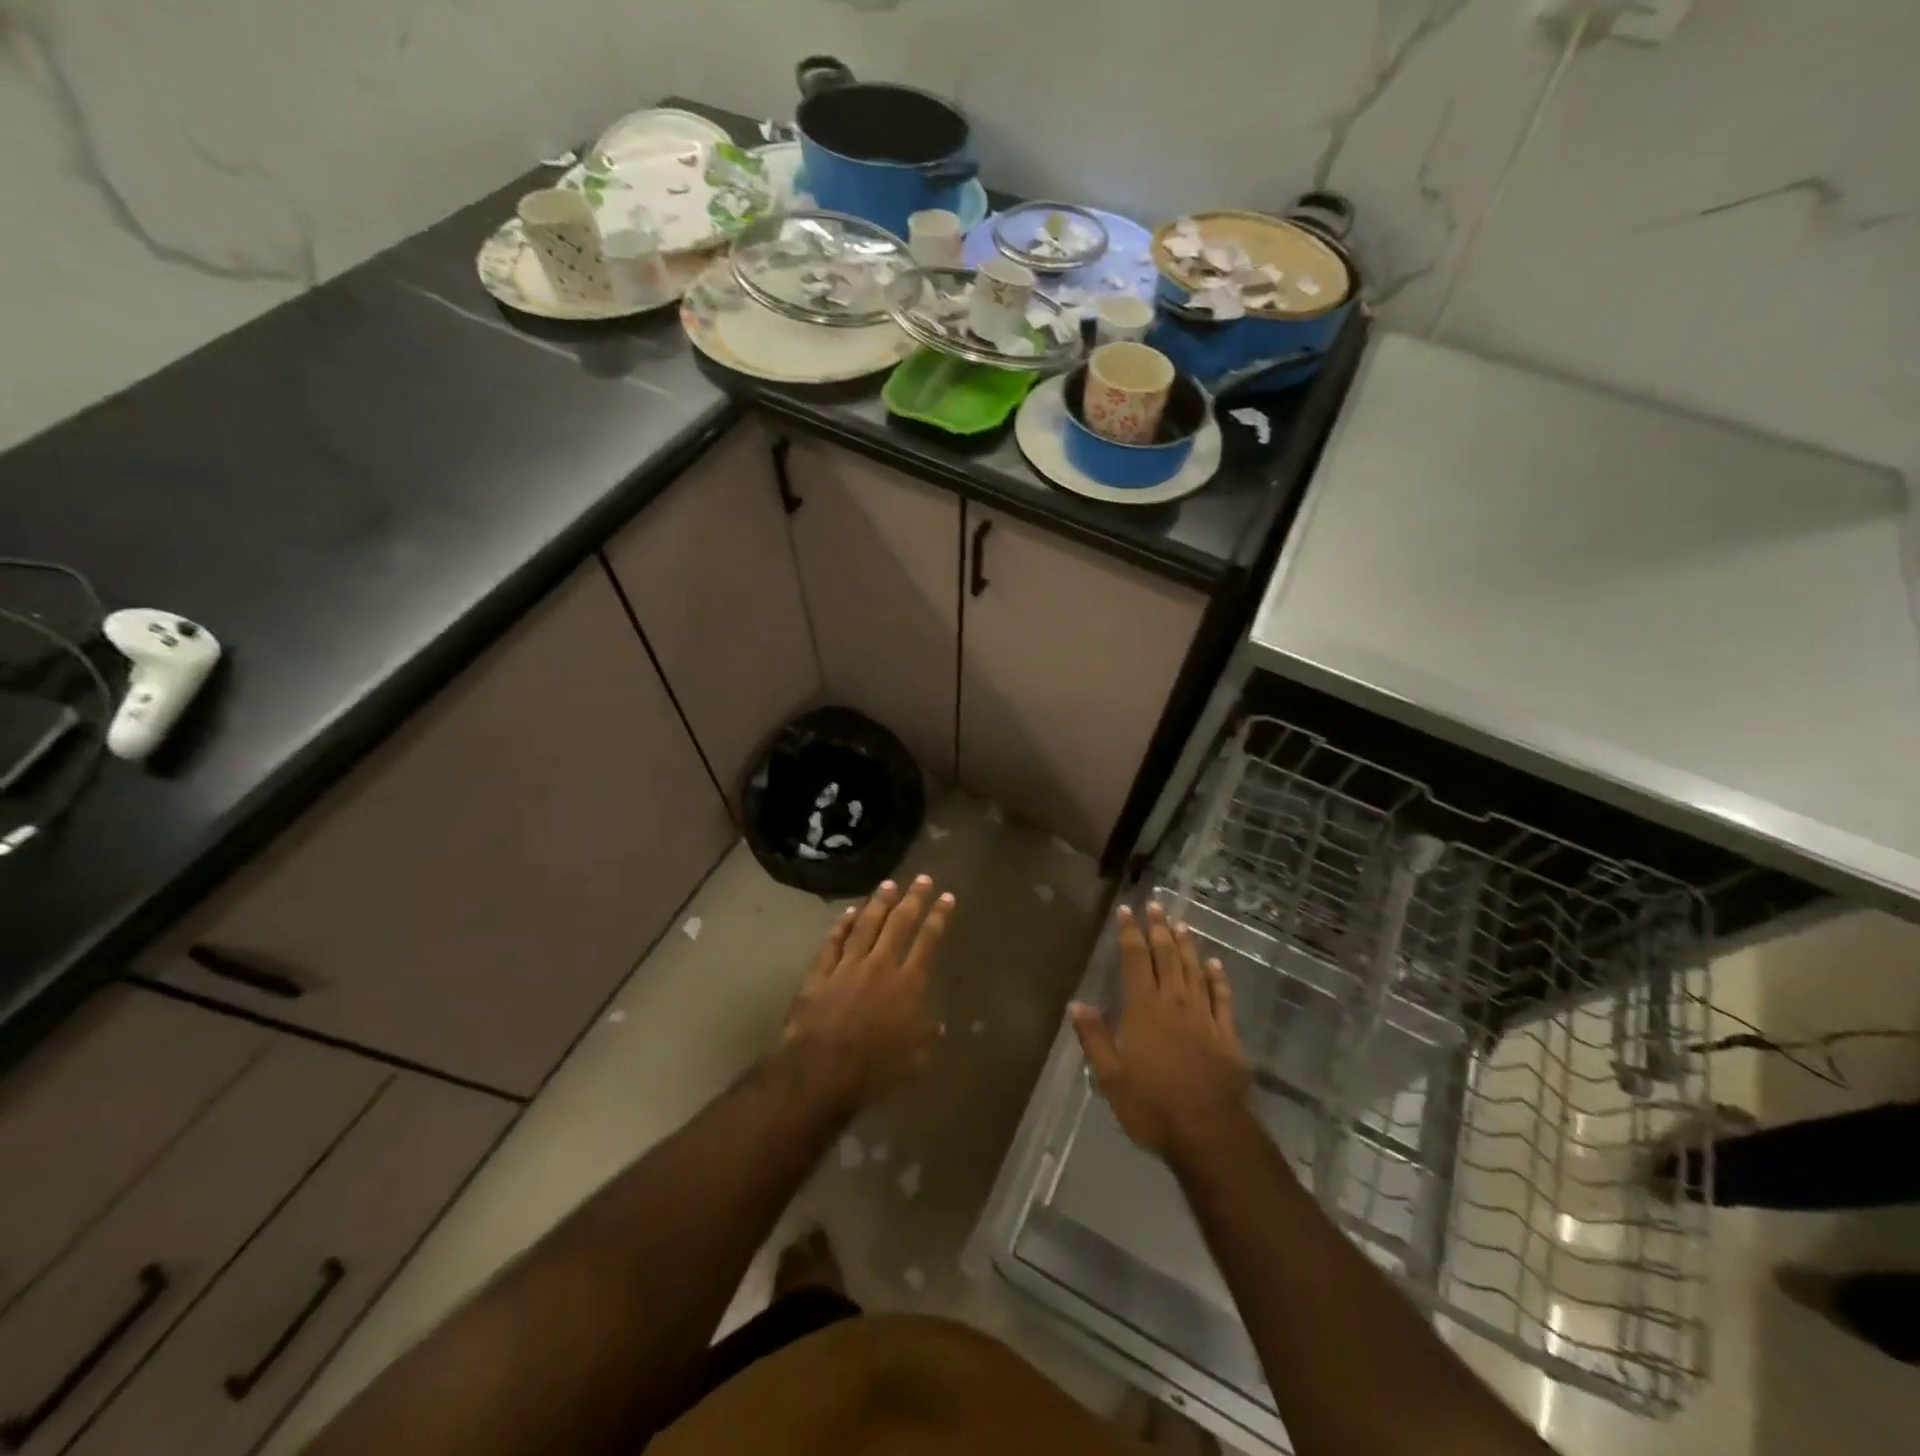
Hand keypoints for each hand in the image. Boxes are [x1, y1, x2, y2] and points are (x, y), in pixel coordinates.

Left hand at [783, 875, 953, 1114]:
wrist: (822, 1072)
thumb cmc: (875, 1070)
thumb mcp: (914, 1060)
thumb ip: (927, 1037)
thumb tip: (938, 1024)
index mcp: (908, 984)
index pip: (928, 941)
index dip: (938, 917)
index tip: (946, 897)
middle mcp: (881, 965)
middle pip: (899, 923)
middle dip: (912, 899)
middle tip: (921, 878)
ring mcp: (848, 966)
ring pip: (866, 925)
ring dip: (878, 903)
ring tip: (888, 885)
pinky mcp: (819, 973)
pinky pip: (832, 942)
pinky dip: (841, 925)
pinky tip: (849, 912)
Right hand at [1071, 902, 1250, 1161]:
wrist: (1209, 1133)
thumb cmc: (1152, 1106)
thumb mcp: (1111, 1077)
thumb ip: (1094, 1037)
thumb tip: (1075, 1004)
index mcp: (1143, 1009)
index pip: (1135, 960)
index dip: (1130, 933)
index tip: (1126, 911)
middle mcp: (1175, 1002)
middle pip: (1167, 956)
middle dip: (1158, 929)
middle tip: (1155, 906)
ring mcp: (1204, 1016)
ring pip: (1195, 970)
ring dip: (1186, 945)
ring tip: (1180, 924)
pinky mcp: (1227, 1034)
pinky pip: (1222, 997)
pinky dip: (1218, 977)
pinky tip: (1215, 964)